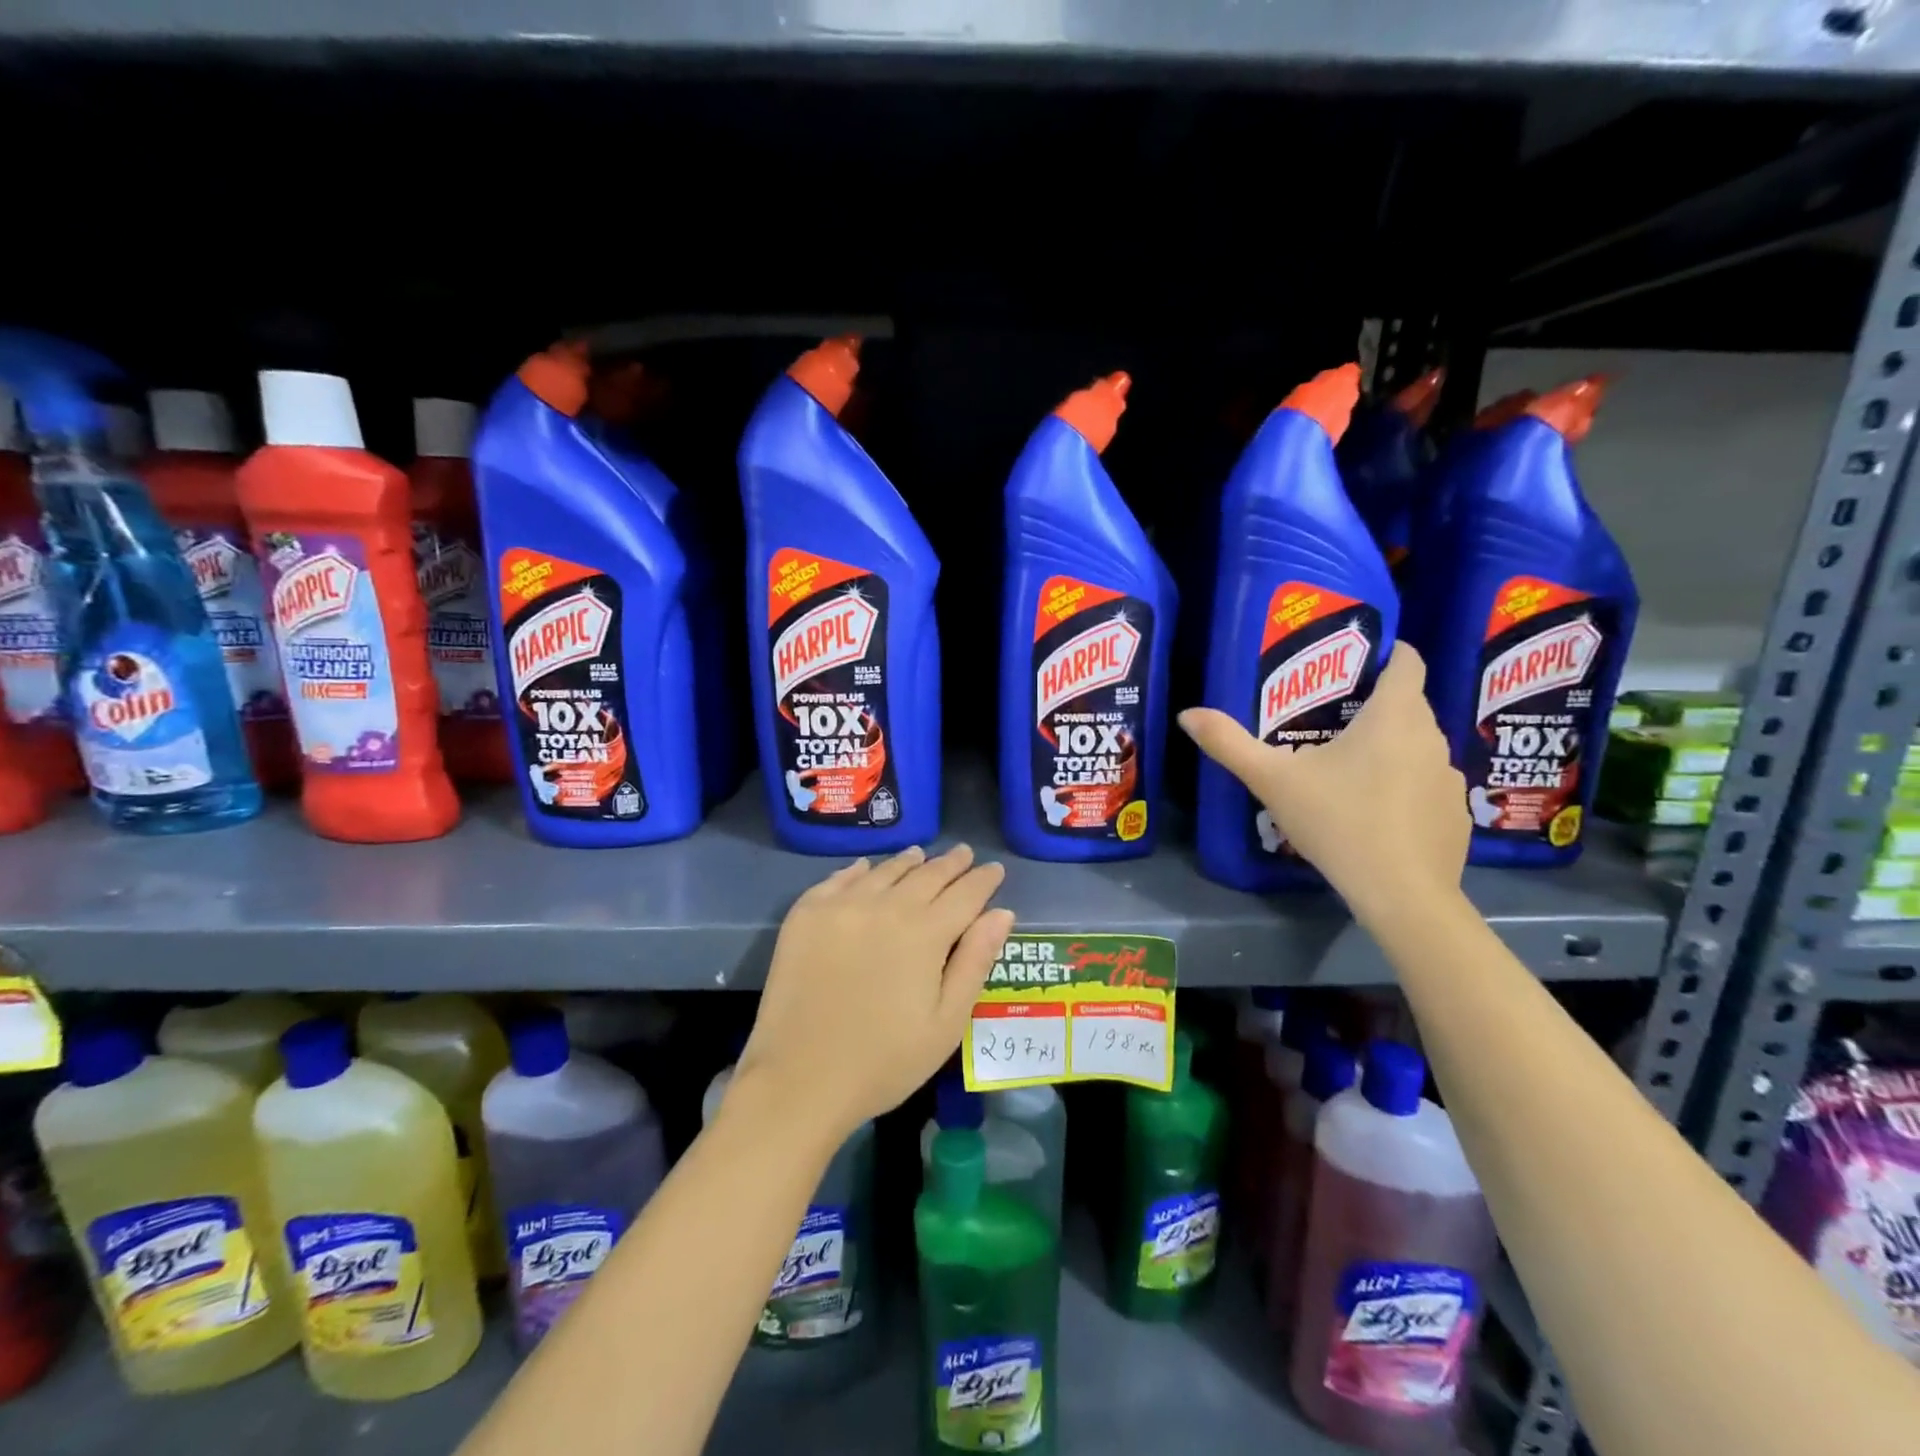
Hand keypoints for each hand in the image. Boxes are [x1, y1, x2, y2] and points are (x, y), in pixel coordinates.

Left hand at [737, 845, 1014, 1139]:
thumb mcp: (946, 1022)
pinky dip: (859, 870)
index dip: (983, 880)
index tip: (995, 869)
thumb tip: (1002, 913)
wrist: (799, 1080)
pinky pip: (839, 879)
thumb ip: (975, 961)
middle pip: (927, 875)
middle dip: (951, 864)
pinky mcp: (806, 915)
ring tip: (921, 855)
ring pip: (885, 871)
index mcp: (925, 933)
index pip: (965, 893)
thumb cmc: (884, 1062)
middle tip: (965, 853)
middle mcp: (885, 906)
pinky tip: (866, 868)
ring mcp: (841, 906)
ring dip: (908, 862)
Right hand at [1178, 643, 1468, 922]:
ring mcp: (1450, 778)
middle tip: (1331, 717)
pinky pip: (1428, 785)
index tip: (1360, 658)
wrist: (1402, 894)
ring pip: (1418, 746)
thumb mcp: (1272, 781)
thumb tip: (1187, 714)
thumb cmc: (1338, 821)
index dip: (1389, 652)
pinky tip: (1377, 813)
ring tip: (1350, 768)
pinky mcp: (1456, 815)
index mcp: (1394, 716)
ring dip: (1391, 747)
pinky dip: (1406, 787)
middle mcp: (1432, 737)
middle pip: (1409, 704)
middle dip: (1375, 704)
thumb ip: (1229, 744)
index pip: (1408, 662)